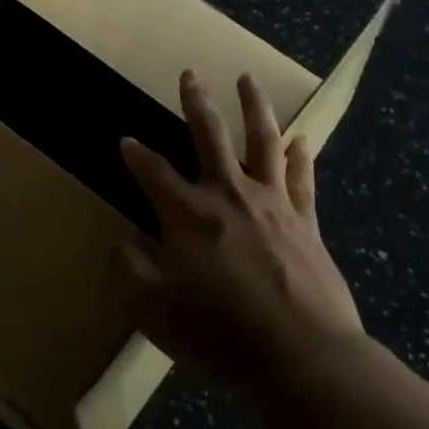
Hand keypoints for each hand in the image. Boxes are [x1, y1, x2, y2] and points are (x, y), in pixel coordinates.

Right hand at [117, 71, 363, 396]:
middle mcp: (228, 194)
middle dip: (195, 101)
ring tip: (247, 78)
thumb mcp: (154, 309)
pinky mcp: (305, 221)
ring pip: (261, 140)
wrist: (301, 355)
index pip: (153, 172)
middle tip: (190, 73)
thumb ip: (131, 268)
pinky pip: (301, 178)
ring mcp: (271, 203)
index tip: (125, 141)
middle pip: (209, 135)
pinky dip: (300, 155)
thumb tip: (123, 238)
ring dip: (253, 106)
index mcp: (187, 213)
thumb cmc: (220, 332)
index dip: (135, 154)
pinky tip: (301, 138)